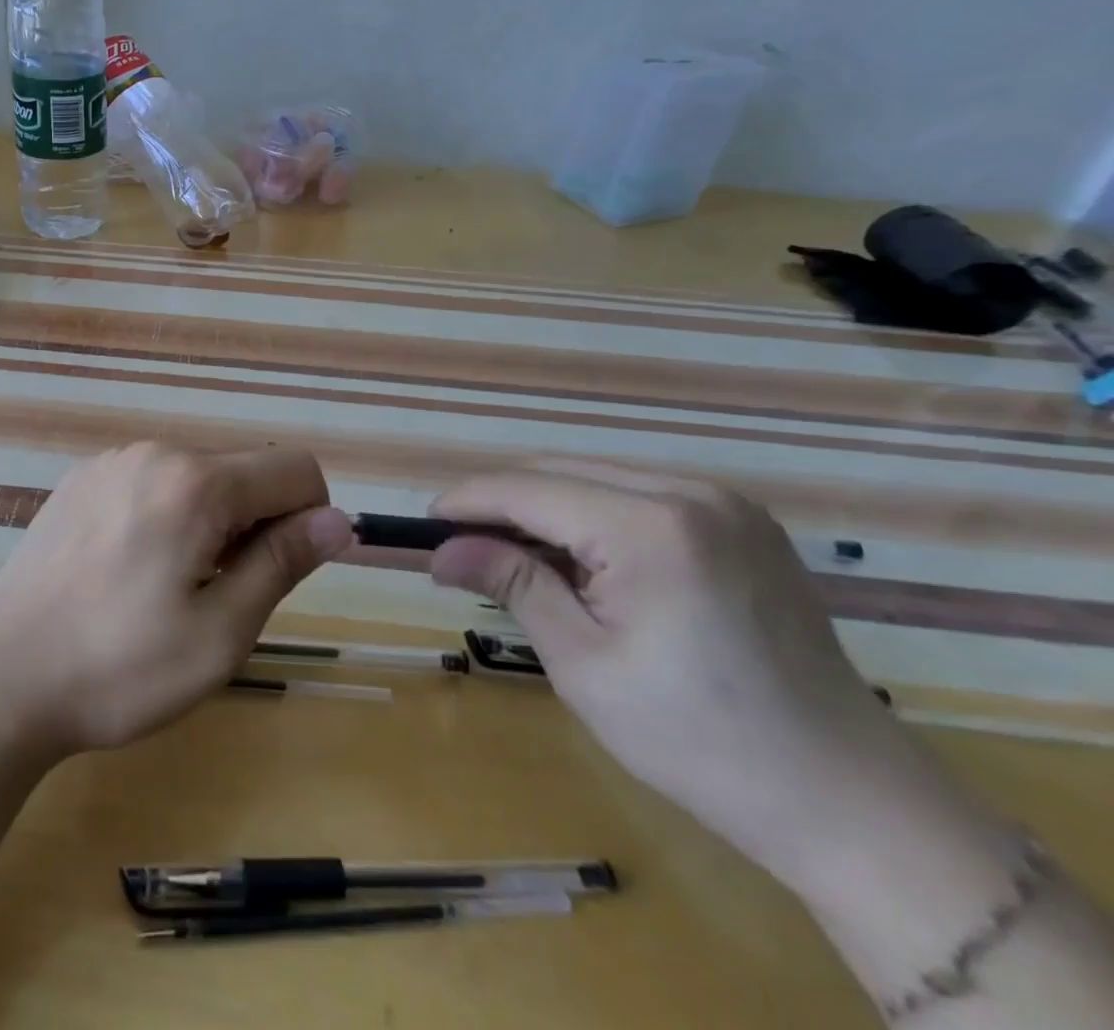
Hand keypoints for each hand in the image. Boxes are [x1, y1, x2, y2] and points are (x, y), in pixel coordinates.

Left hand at [0, 443, 353, 755]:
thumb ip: (283, 562)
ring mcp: (110, 462)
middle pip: (243, 472)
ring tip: (165, 589)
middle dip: (253, 525)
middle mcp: (155, 453)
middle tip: (214, 597)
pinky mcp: (79, 480)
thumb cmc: (119, 668)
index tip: (275, 574)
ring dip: (207, 523)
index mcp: (196, 482)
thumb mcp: (220, 632)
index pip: (295, 469)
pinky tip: (124, 572)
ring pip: (196, 478)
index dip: (309, 520)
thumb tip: (339, 521)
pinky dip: (163, 517)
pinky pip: (149, 484)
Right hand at [427, 460, 1005, 897]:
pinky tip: (578, 560)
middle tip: (459, 546)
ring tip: (511, 556)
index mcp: (650, 526)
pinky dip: (591, 516)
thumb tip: (441, 550)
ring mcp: (724, 502)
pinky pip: (639, 496)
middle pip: (559, 472)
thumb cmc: (699, 742)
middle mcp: (689, 492)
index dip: (467, 502)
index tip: (423, 526)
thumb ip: (512, 583)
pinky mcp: (742, 522)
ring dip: (544, 508)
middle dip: (500, 503)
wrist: (848, 800)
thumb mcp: (584, 663)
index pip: (528, 489)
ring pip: (596, 477)